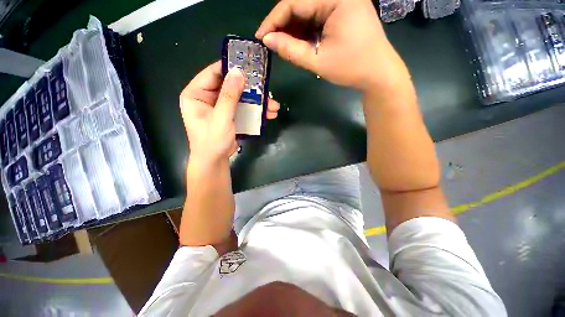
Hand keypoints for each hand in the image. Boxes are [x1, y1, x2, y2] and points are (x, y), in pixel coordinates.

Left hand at [180, 61, 279, 163]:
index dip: (229, 68)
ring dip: (257, 102)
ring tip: (273, 106)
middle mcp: (207, 97)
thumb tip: (238, 72)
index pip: (212, 74)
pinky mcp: (230, 114)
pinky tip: (269, 114)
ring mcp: (220, 106)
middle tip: (266, 87)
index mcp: (196, 94)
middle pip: (229, 85)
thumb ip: (229, 96)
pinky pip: (243, 108)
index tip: (248, 65)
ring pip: (240, 97)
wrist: (215, 161)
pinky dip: (255, 110)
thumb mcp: (221, 118)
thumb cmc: (212, 141)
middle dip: (250, 88)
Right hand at [256, 0, 409, 91]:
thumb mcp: (318, 61)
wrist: (378, 73)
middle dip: (283, 25)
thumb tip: (268, 40)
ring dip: (293, 29)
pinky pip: (316, 16)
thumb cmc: (351, 68)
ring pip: (307, 11)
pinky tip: (298, 43)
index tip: (260, 38)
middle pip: (300, 4)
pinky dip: (305, 30)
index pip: (294, 3)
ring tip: (283, 47)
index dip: (273, 20)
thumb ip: (291, 50)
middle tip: (271, 44)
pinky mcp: (342, 11)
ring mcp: (342, 1)